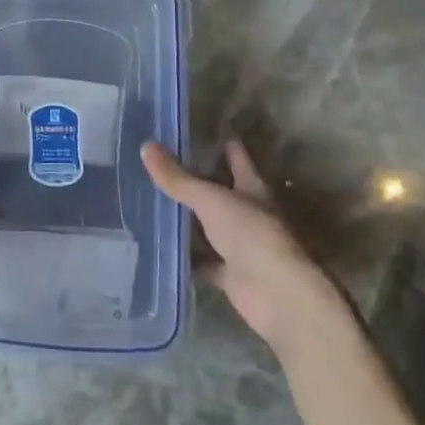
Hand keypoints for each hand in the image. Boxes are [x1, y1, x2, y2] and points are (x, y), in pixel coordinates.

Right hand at [142, 139, 346, 350]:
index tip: (199, 129)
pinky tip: (159, 246)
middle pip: (220, 191)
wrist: (278, 296)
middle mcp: (248, 214)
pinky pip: (201, 261)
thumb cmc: (252, 235)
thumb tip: (146, 145)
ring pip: (208, 227)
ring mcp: (240, 246)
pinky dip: (185, 256)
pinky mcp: (229, 274)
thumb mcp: (210, 200)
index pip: (237, 158)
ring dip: (187, 219)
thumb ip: (178, 178)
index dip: (222, 143)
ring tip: (152, 201)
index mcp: (252, 189)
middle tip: (161, 165)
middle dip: (196, 180)